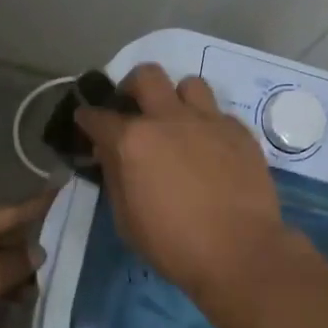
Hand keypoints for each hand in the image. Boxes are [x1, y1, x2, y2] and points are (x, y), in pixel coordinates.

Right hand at [74, 64, 287, 301]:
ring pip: (189, 84)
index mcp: (133, 140)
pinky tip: (212, 150)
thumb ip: (115, 176)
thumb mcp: (126, 220)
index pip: (98, 115)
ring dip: (178, 99)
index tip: (87, 121)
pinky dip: (209, 125)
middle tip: (135, 109)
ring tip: (179, 123)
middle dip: (133, 87)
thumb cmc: (174, 244)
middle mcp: (169, 118)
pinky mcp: (239, 131)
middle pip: (146, 75)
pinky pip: (219, 113)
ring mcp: (208, 120)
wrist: (240, 251)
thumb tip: (109, 152)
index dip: (87, 117)